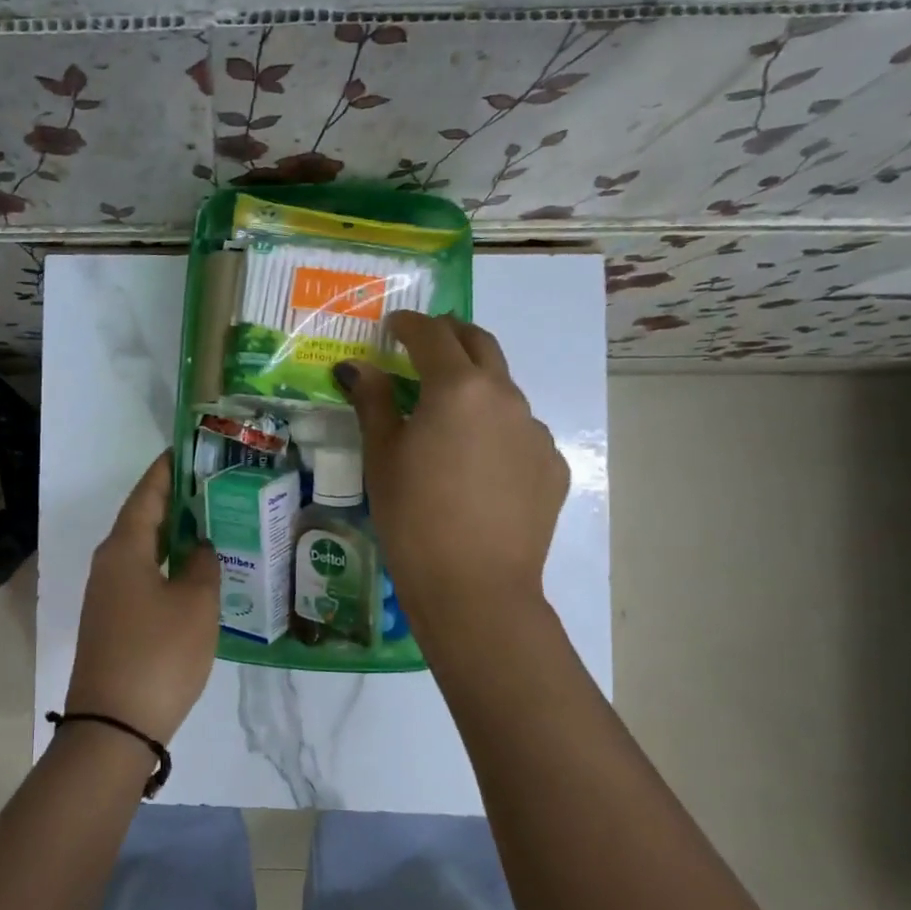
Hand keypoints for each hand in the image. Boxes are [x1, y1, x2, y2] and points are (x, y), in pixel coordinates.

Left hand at [66, 452, 219, 742]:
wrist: (113, 725)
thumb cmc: (159, 654)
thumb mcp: (195, 604)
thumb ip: (202, 565)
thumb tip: (198, 546)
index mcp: (124, 548)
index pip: (147, 493)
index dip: (168, 469)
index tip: (189, 449)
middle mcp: (109, 563)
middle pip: (143, 519)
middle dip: (175, 500)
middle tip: (214, 486)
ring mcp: (107, 595)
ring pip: (143, 550)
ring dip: (173, 535)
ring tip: (211, 523)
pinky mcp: (113, 621)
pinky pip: (143, 577)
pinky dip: (167, 565)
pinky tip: (194, 573)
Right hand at [335, 311, 567, 626]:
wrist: (475, 585)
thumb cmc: (413, 516)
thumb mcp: (381, 456)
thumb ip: (373, 401)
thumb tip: (357, 367)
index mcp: (457, 387)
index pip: (432, 335)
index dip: (408, 324)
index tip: (392, 326)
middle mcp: (505, 396)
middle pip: (480, 344)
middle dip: (451, 335)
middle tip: (425, 344)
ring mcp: (535, 431)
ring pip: (503, 390)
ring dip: (475, 385)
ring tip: (448, 415)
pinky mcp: (552, 465)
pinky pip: (520, 432)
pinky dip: (495, 429)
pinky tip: (477, 464)